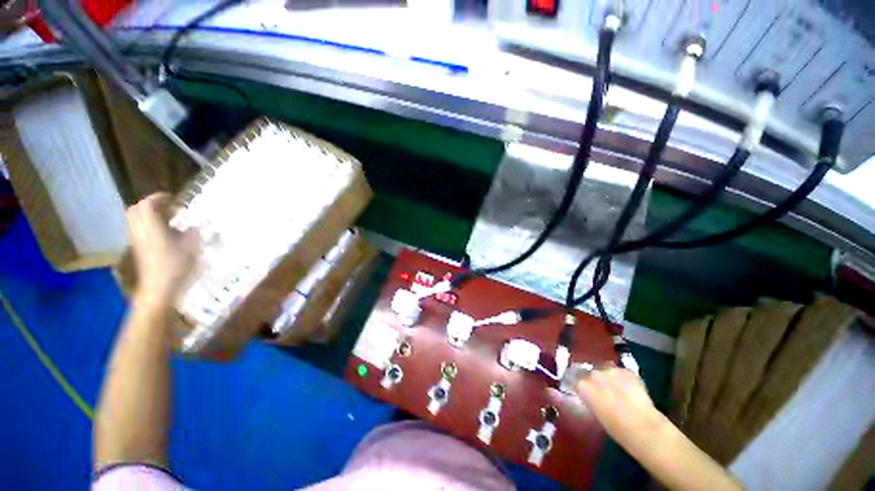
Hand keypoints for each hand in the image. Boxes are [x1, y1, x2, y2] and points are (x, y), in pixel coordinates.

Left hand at [127, 193, 199, 305]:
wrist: (159, 290)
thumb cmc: (176, 267)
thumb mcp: (191, 248)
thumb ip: (193, 233)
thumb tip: (196, 226)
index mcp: (151, 227)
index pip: (148, 204)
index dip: (160, 198)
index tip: (173, 199)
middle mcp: (140, 231)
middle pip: (137, 210)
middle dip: (151, 205)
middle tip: (169, 208)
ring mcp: (137, 240)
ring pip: (137, 220)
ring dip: (150, 216)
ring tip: (168, 220)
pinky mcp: (138, 249)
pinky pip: (140, 230)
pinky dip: (149, 226)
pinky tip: (165, 234)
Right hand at [575, 365, 662, 444]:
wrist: (643, 427)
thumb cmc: (615, 428)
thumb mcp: (592, 413)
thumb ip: (583, 398)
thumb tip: (570, 394)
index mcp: (582, 385)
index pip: (573, 378)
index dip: (577, 383)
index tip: (580, 389)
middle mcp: (593, 373)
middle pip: (589, 372)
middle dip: (593, 379)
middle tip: (600, 391)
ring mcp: (611, 370)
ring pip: (605, 369)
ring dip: (607, 376)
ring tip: (614, 388)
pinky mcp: (627, 371)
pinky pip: (621, 372)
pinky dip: (622, 378)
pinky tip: (628, 389)